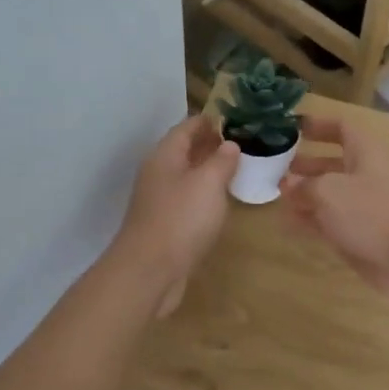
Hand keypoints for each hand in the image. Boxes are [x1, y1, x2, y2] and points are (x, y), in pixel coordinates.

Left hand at [113, 115, 239, 314]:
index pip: (185, 128)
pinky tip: (219, 203)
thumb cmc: (181, 219)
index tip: (230, 118)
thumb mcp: (208, 183)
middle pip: (183, 151)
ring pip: (184, 177)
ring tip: (233, 170)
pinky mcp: (163, 225)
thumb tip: (230, 145)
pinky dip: (202, 195)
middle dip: (208, 145)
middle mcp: (157, 174)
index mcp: (165, 156)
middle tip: (238, 143)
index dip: (207, 121)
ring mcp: (158, 201)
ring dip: (206, 170)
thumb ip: (221, 161)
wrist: (150, 271)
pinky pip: (185, 200)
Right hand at [280, 116, 388, 295]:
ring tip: (278, 196)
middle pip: (333, 162)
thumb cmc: (369, 211)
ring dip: (306, 193)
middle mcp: (367, 174)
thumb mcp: (328, 191)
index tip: (292, 129)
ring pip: (331, 194)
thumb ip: (304, 185)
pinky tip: (288, 223)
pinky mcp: (362, 231)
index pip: (342, 128)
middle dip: (306, 164)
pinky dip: (312, 219)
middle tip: (278, 168)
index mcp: (366, 152)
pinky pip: (332, 219)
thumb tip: (289, 185)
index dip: (318, 125)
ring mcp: (365, 205)